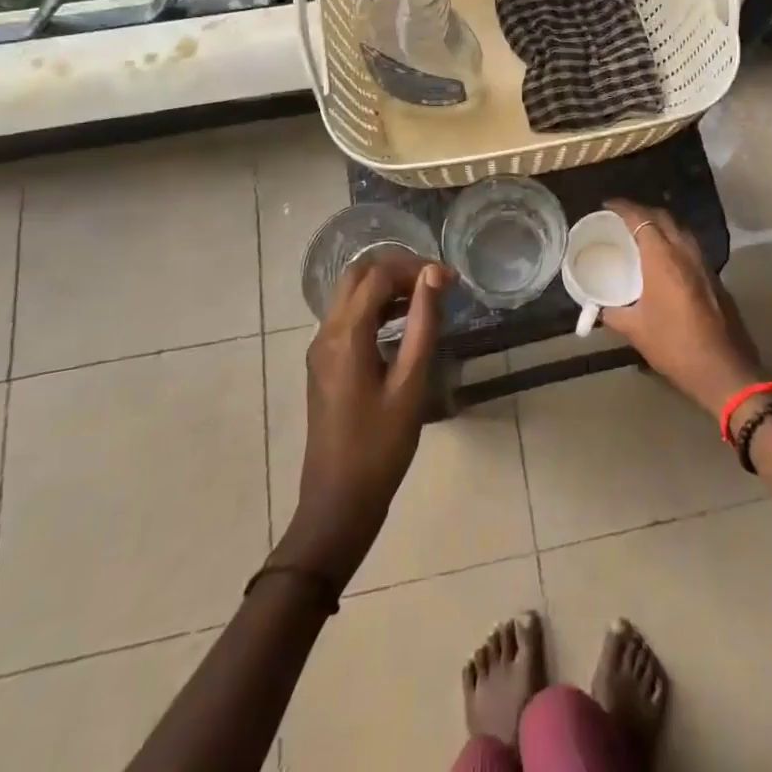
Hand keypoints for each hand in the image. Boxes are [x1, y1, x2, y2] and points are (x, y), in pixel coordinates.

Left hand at [279, 252, 450, 580]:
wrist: (337, 504)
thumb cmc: (379, 447)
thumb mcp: (410, 384)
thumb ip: (424, 323)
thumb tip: (435, 274)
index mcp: (345, 335)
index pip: (378, 275)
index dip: (415, 268)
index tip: (450, 280)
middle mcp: (326, 333)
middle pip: (358, 275)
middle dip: (398, 269)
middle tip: (435, 283)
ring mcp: (321, 348)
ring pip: (351, 294)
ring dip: (387, 287)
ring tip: (427, 300)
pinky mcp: (325, 364)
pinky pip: (349, 317)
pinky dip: (376, 307)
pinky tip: (405, 325)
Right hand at [600, 201, 766, 416]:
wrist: (723, 370)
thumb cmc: (675, 346)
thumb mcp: (637, 331)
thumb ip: (615, 314)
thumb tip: (601, 309)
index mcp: (663, 259)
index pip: (642, 219)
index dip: (624, 208)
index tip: (607, 205)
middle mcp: (686, 253)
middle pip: (663, 218)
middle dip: (642, 211)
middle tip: (622, 217)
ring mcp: (704, 264)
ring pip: (681, 230)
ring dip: (661, 225)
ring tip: (642, 234)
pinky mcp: (715, 278)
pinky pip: (690, 247)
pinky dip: (674, 242)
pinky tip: (665, 259)